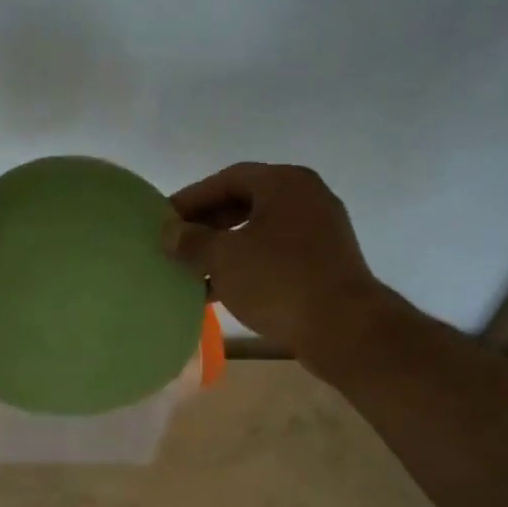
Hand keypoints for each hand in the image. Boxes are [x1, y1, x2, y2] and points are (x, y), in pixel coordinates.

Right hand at [164, 162, 386, 353]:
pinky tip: (218, 290)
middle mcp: (306, 198)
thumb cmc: (278, 281)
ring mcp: (319, 231)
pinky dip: (245, 265)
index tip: (164, 219)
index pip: (228, 179)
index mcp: (285, 183)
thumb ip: (191, 241)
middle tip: (176, 243)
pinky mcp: (323, 263)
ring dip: (223, 248)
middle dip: (207, 223)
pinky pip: (274, 254)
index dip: (191, 198)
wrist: (343, 327)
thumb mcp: (223, 258)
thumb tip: (169, 233)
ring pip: (258, 231)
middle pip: (245, 202)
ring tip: (191, 270)